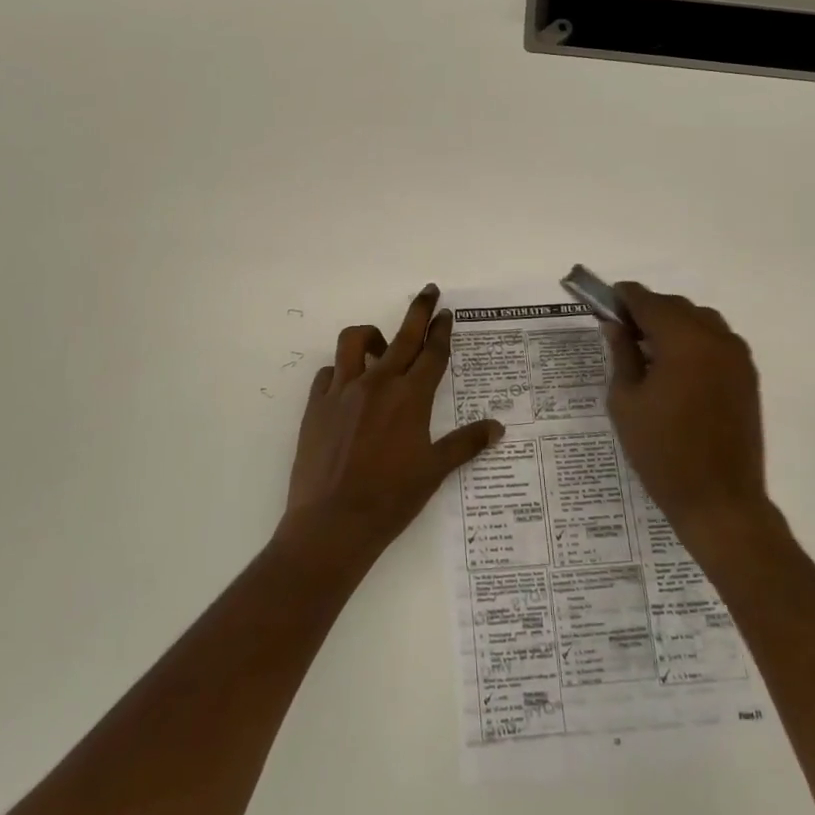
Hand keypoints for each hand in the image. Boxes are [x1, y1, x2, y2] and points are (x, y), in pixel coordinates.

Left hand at [278, 285, 502, 563]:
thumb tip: (498, 427)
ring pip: (354, 341)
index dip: (442, 331)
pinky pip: (329, 373)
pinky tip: (348, 388)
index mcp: (410, 397)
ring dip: (371, 336)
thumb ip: (465, 443)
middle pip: (402, 336)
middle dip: (419, 311)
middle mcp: (377, 383)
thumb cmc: (391, 498)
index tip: (447, 313)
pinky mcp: (317, 404)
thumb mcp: (434, 471)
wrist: (333, 522)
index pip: (432, 353)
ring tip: (380, 347)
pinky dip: (341, 372)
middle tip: (429, 291)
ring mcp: (343, 391)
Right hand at [603, 283, 767, 540]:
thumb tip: (615, 325)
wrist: (720, 501)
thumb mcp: (626, 401)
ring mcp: (737, 357)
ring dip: (673, 323)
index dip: (623, 297)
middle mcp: (715, 339)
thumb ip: (622, 354)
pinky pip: (717, 340)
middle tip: (621, 330)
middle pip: (676, 306)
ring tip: (649, 350)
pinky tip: (676, 367)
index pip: (648, 301)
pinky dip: (694, 340)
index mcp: (683, 341)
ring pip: (700, 320)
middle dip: (648, 310)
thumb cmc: (662, 452)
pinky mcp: (747, 376)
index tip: (605, 302)